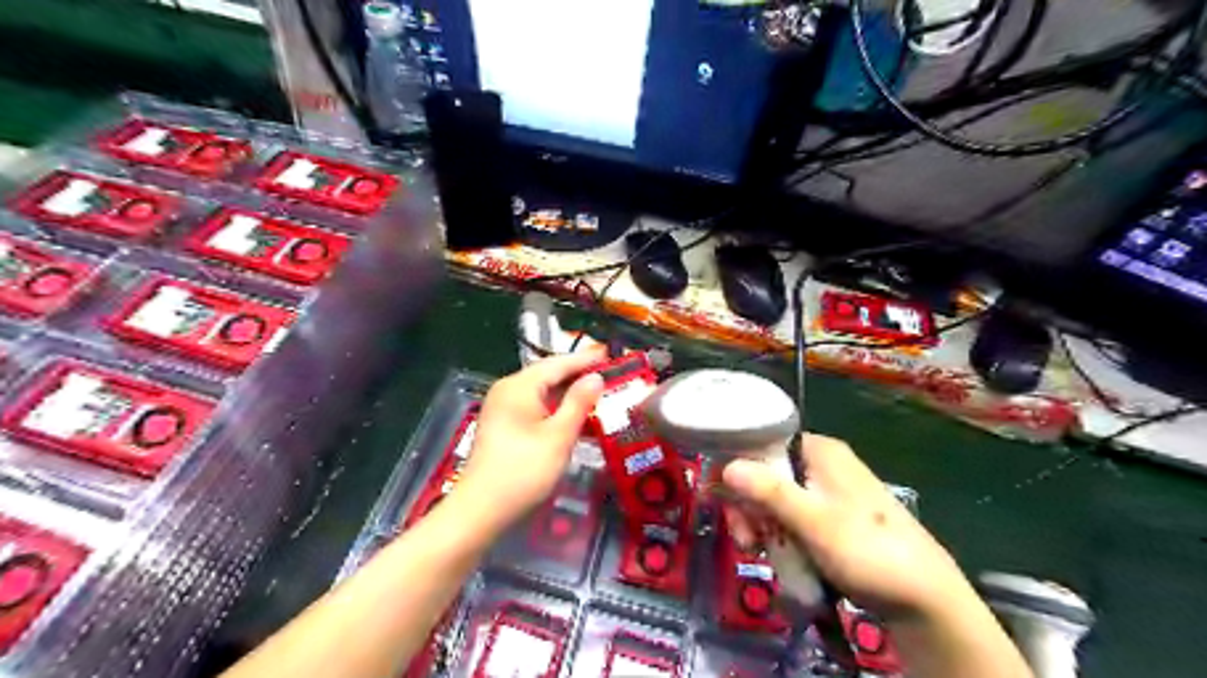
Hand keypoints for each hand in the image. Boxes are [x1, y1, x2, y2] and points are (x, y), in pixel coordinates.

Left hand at [455, 349, 607, 529]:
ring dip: (568, 392)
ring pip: (542, 391)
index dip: (586, 360)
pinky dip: (556, 407)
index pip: (558, 363)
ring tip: (599, 393)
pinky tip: (574, 415)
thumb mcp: (559, 436)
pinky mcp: (503, 424)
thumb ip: (579, 403)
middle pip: (548, 374)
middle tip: (610, 374)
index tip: (611, 355)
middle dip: (579, 375)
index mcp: (519, 386)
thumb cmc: (523, 471)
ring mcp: (502, 407)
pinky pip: (534, 406)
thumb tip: (596, 377)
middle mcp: (508, 390)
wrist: (481, 510)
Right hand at [721, 436, 974, 621]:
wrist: (922, 598)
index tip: (720, 498)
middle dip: (748, 506)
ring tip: (757, 551)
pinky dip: (779, 534)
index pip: (763, 443)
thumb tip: (726, 465)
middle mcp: (821, 464)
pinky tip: (774, 554)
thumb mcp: (812, 520)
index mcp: (819, 451)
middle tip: (744, 539)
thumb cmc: (866, 550)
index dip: (737, 468)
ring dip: (761, 524)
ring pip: (776, 499)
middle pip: (765, 474)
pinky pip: (792, 517)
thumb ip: (768, 491)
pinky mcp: (831, 517)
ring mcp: (827, 491)